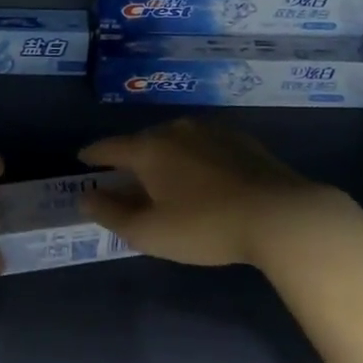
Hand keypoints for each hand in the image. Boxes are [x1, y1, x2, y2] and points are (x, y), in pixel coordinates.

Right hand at [78, 120, 355, 267]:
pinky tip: (201, 176)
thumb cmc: (206, 226)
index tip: (82, 158)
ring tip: (163, 177)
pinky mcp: (240, 140)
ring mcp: (211, 131)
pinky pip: (203, 145)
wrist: (280, 215)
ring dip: (164, 157)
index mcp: (150, 149)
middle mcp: (176, 130)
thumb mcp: (150, 232)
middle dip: (130, 158)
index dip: (93, 154)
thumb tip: (86, 196)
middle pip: (144, 141)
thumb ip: (112, 213)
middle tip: (124, 177)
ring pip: (175, 140)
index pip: (111, 147)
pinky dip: (192, 158)